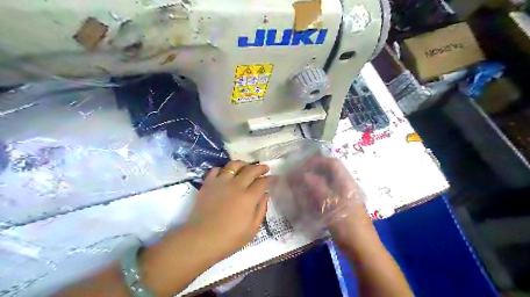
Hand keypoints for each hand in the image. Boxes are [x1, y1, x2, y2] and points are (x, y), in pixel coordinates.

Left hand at [186, 160, 269, 259]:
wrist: (201, 240)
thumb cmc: (229, 239)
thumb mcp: (252, 229)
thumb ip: (261, 209)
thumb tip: (266, 195)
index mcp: (248, 197)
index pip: (263, 182)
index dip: (270, 179)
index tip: (273, 178)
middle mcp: (236, 185)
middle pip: (251, 169)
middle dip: (260, 167)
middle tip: (265, 168)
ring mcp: (220, 182)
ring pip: (234, 165)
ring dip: (243, 164)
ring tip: (246, 167)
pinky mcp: (208, 183)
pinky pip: (216, 169)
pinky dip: (224, 169)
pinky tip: (226, 174)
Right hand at [286, 155, 369, 243]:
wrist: (361, 248)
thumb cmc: (347, 224)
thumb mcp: (331, 204)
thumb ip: (317, 187)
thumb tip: (304, 174)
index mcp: (346, 182)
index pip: (332, 163)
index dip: (317, 161)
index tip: (302, 166)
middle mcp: (345, 187)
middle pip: (328, 173)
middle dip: (312, 173)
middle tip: (297, 177)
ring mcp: (342, 197)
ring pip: (325, 185)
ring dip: (312, 184)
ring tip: (299, 188)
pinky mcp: (338, 207)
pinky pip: (324, 196)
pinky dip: (314, 196)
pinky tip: (306, 201)